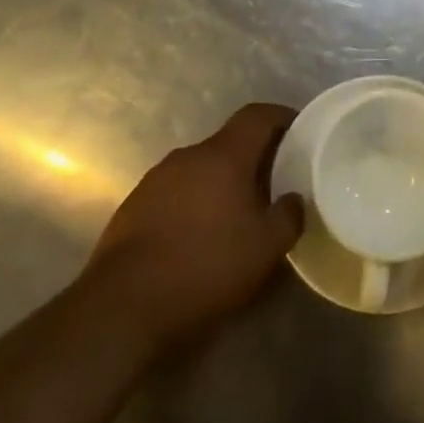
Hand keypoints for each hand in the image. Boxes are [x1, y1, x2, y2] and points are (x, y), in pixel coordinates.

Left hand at [83, 103, 303, 351]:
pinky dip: (193, 205)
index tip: (301, 130)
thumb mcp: (265, 249)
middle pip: (228, 143)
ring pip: (200, 170)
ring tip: (236, 215)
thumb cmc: (205, 267)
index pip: (257, 115)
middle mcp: (188, 156)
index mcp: (223, 155)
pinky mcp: (133, 207)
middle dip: (252, 158)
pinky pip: (175, 193)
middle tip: (274, 183)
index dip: (282, 117)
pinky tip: (198, 238)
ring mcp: (155, 180)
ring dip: (220, 184)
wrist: (122, 306)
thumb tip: (293, 200)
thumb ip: (288, 216)